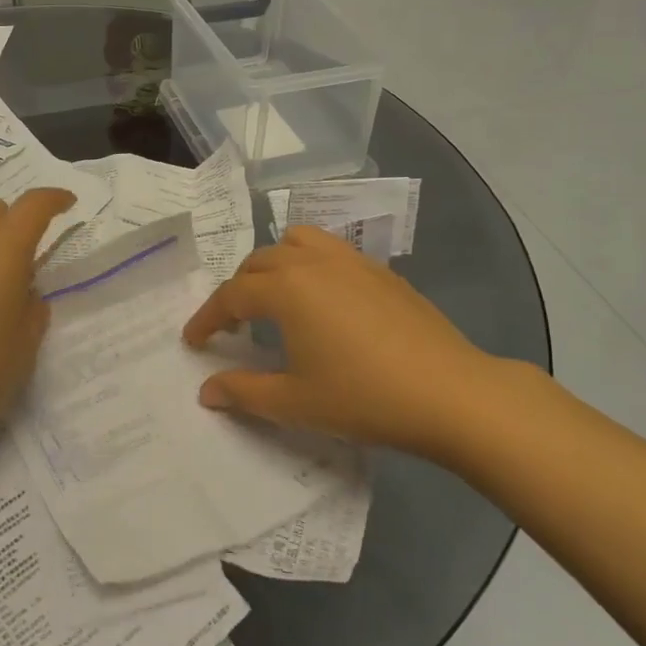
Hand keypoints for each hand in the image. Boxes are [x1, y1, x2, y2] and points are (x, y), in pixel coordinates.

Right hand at [182, 225, 512, 454]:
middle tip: (234, 327)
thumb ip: (243, 392)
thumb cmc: (364, 397)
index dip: (208, 319)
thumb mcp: (295, 403)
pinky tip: (323, 302)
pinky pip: (330, 250)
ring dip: (274, 264)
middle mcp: (313, 262)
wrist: (450, 393)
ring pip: (296, 242)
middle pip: (259, 262)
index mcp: (286, 288)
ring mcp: (351, 261)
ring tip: (276, 299)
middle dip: (237, 291)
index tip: (194, 342)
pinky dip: (309, 264)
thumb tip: (206, 391)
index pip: (231, 295)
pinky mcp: (380, 271)